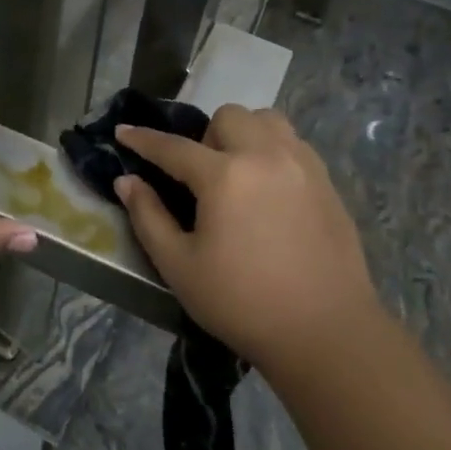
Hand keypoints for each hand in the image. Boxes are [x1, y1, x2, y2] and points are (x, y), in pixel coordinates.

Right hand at [114, 106, 387, 375]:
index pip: (173, 147)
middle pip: (228, 117)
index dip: (143, 139)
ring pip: (268, 120)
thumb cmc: (242, 303)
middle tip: (200, 176)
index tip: (123, 131)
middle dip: (204, 137)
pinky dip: (273, 150)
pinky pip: (294, 143)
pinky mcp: (327, 182)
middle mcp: (266, 156)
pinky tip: (268, 188)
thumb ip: (148, 217)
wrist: (325, 332)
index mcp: (224, 176)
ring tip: (238, 173)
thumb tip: (127, 181)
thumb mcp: (179, 266)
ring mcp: (303, 165)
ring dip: (244, 134)